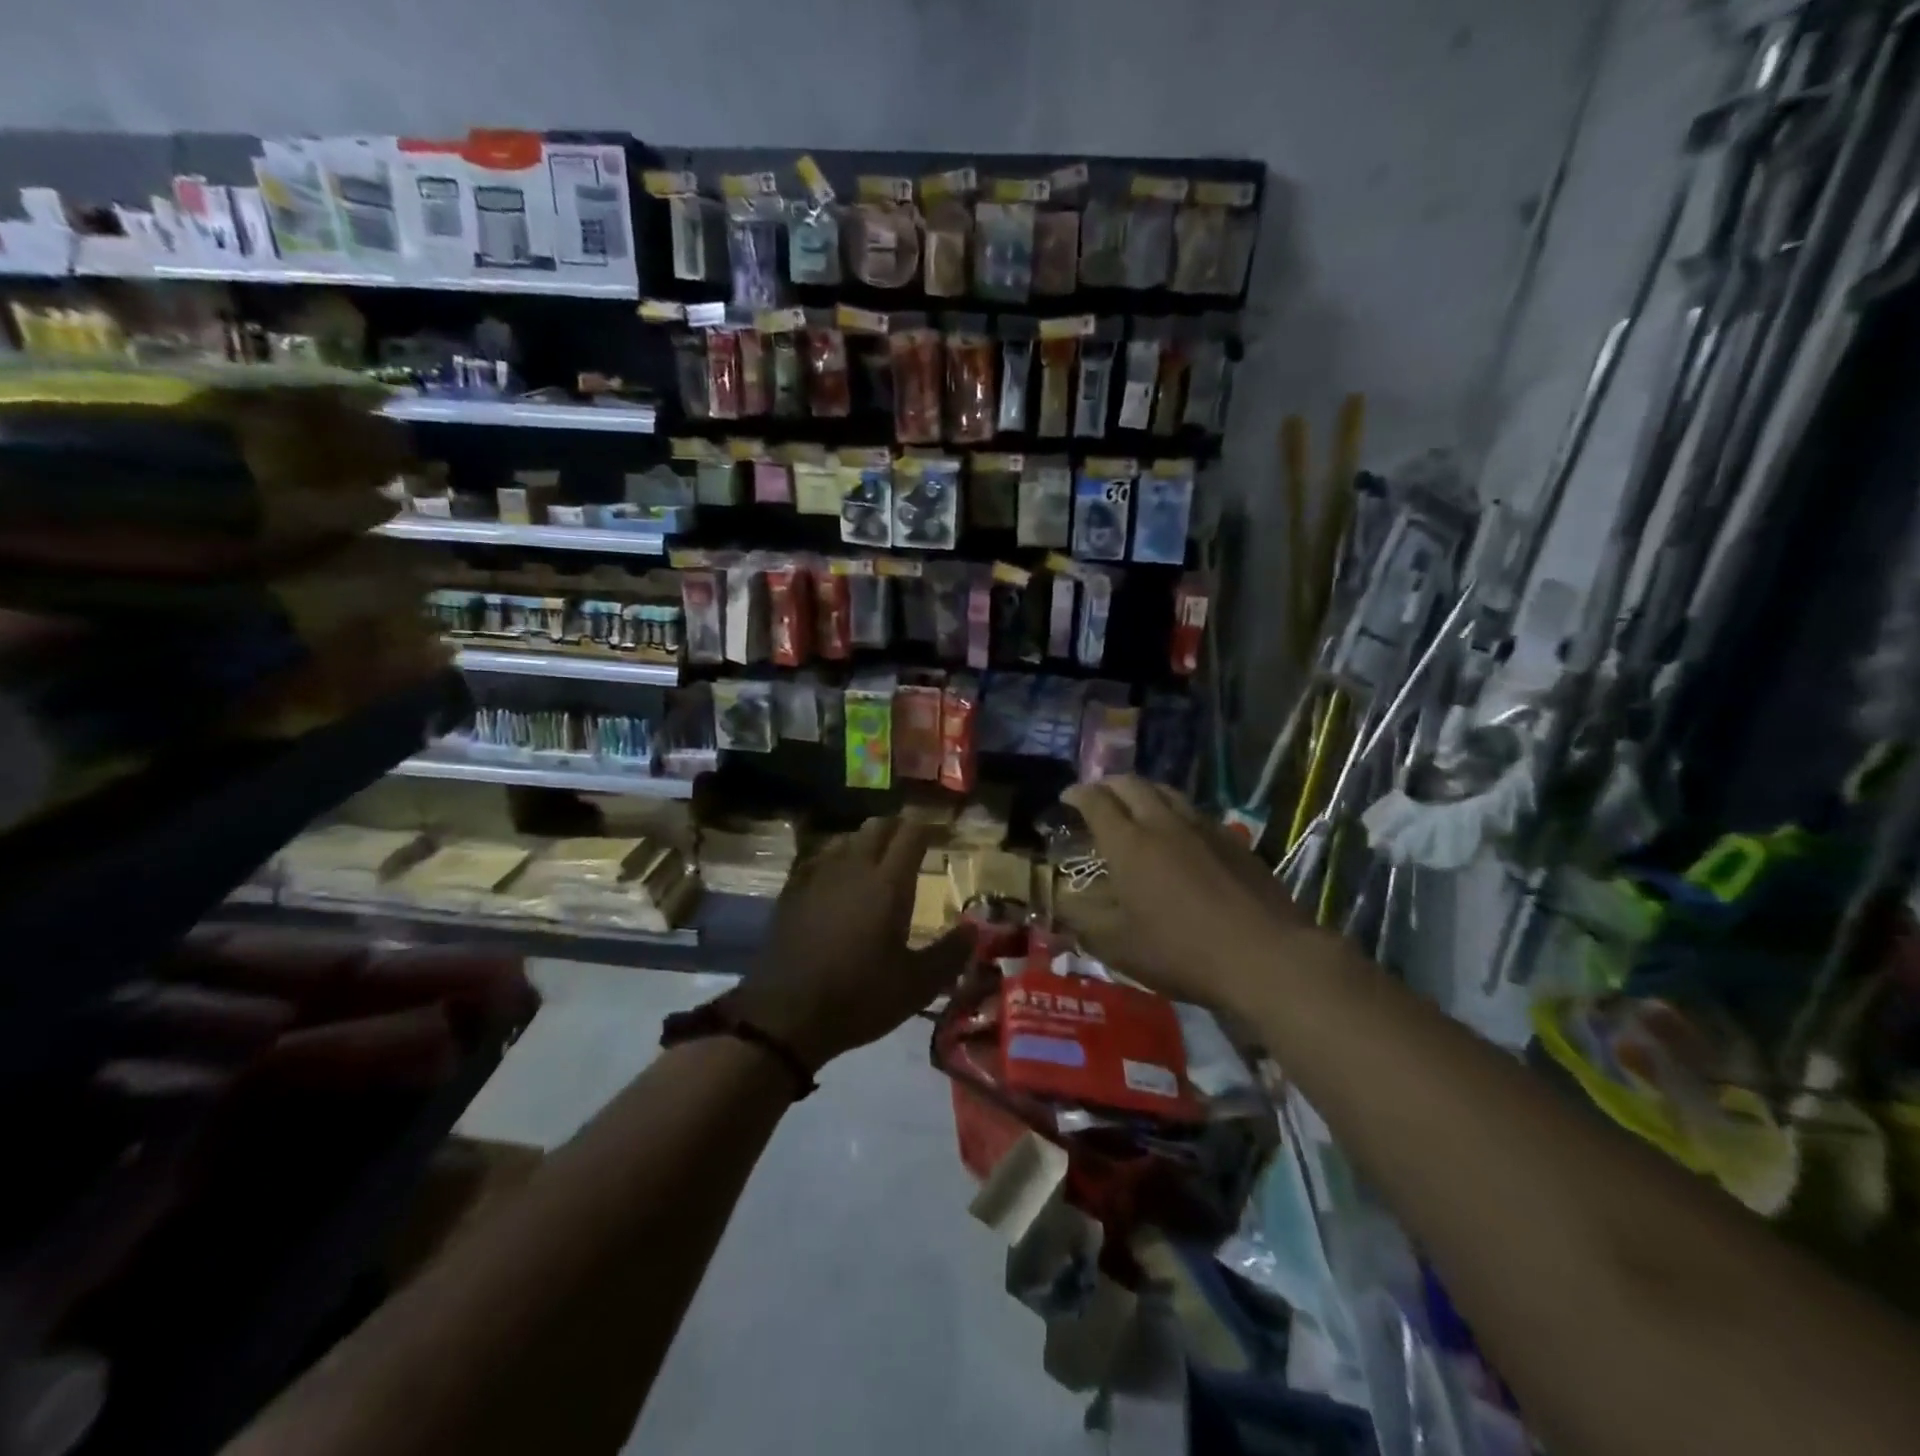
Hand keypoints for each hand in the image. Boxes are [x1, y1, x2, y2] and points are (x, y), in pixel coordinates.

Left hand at [730, 816, 971, 1070]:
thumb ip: (950, 953)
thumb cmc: (860, 997)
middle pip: (878, 826)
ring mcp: (818, 876)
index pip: (912, 833)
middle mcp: (854, 867)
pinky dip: (836, 859)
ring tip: (876, 860)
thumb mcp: (917, 985)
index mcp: (889, 883)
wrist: (785, 1016)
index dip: (928, 829)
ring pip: (847, 839)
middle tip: (911, 845)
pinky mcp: (792, 891)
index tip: (941, 837)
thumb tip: (974, 929)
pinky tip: (837, 879)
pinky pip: (819, 859)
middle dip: (898, 828)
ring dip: (866, 841)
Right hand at [1056, 778, 1330, 1015]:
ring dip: (1144, 791)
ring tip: (1136, 805)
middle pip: (1132, 785)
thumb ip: (1083, 919)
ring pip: (1167, 792)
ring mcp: (1203, 828)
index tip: (1066, 798)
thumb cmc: (1181, 952)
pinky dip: (1175, 810)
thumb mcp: (1118, 946)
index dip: (1077, 794)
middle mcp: (1163, 823)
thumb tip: (1061, 901)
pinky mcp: (1234, 841)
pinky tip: (1180, 832)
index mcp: (1129, 844)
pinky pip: (1195, 811)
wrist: (1265, 956)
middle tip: (1097, 797)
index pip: (1096, 802)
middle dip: (1108, 785)